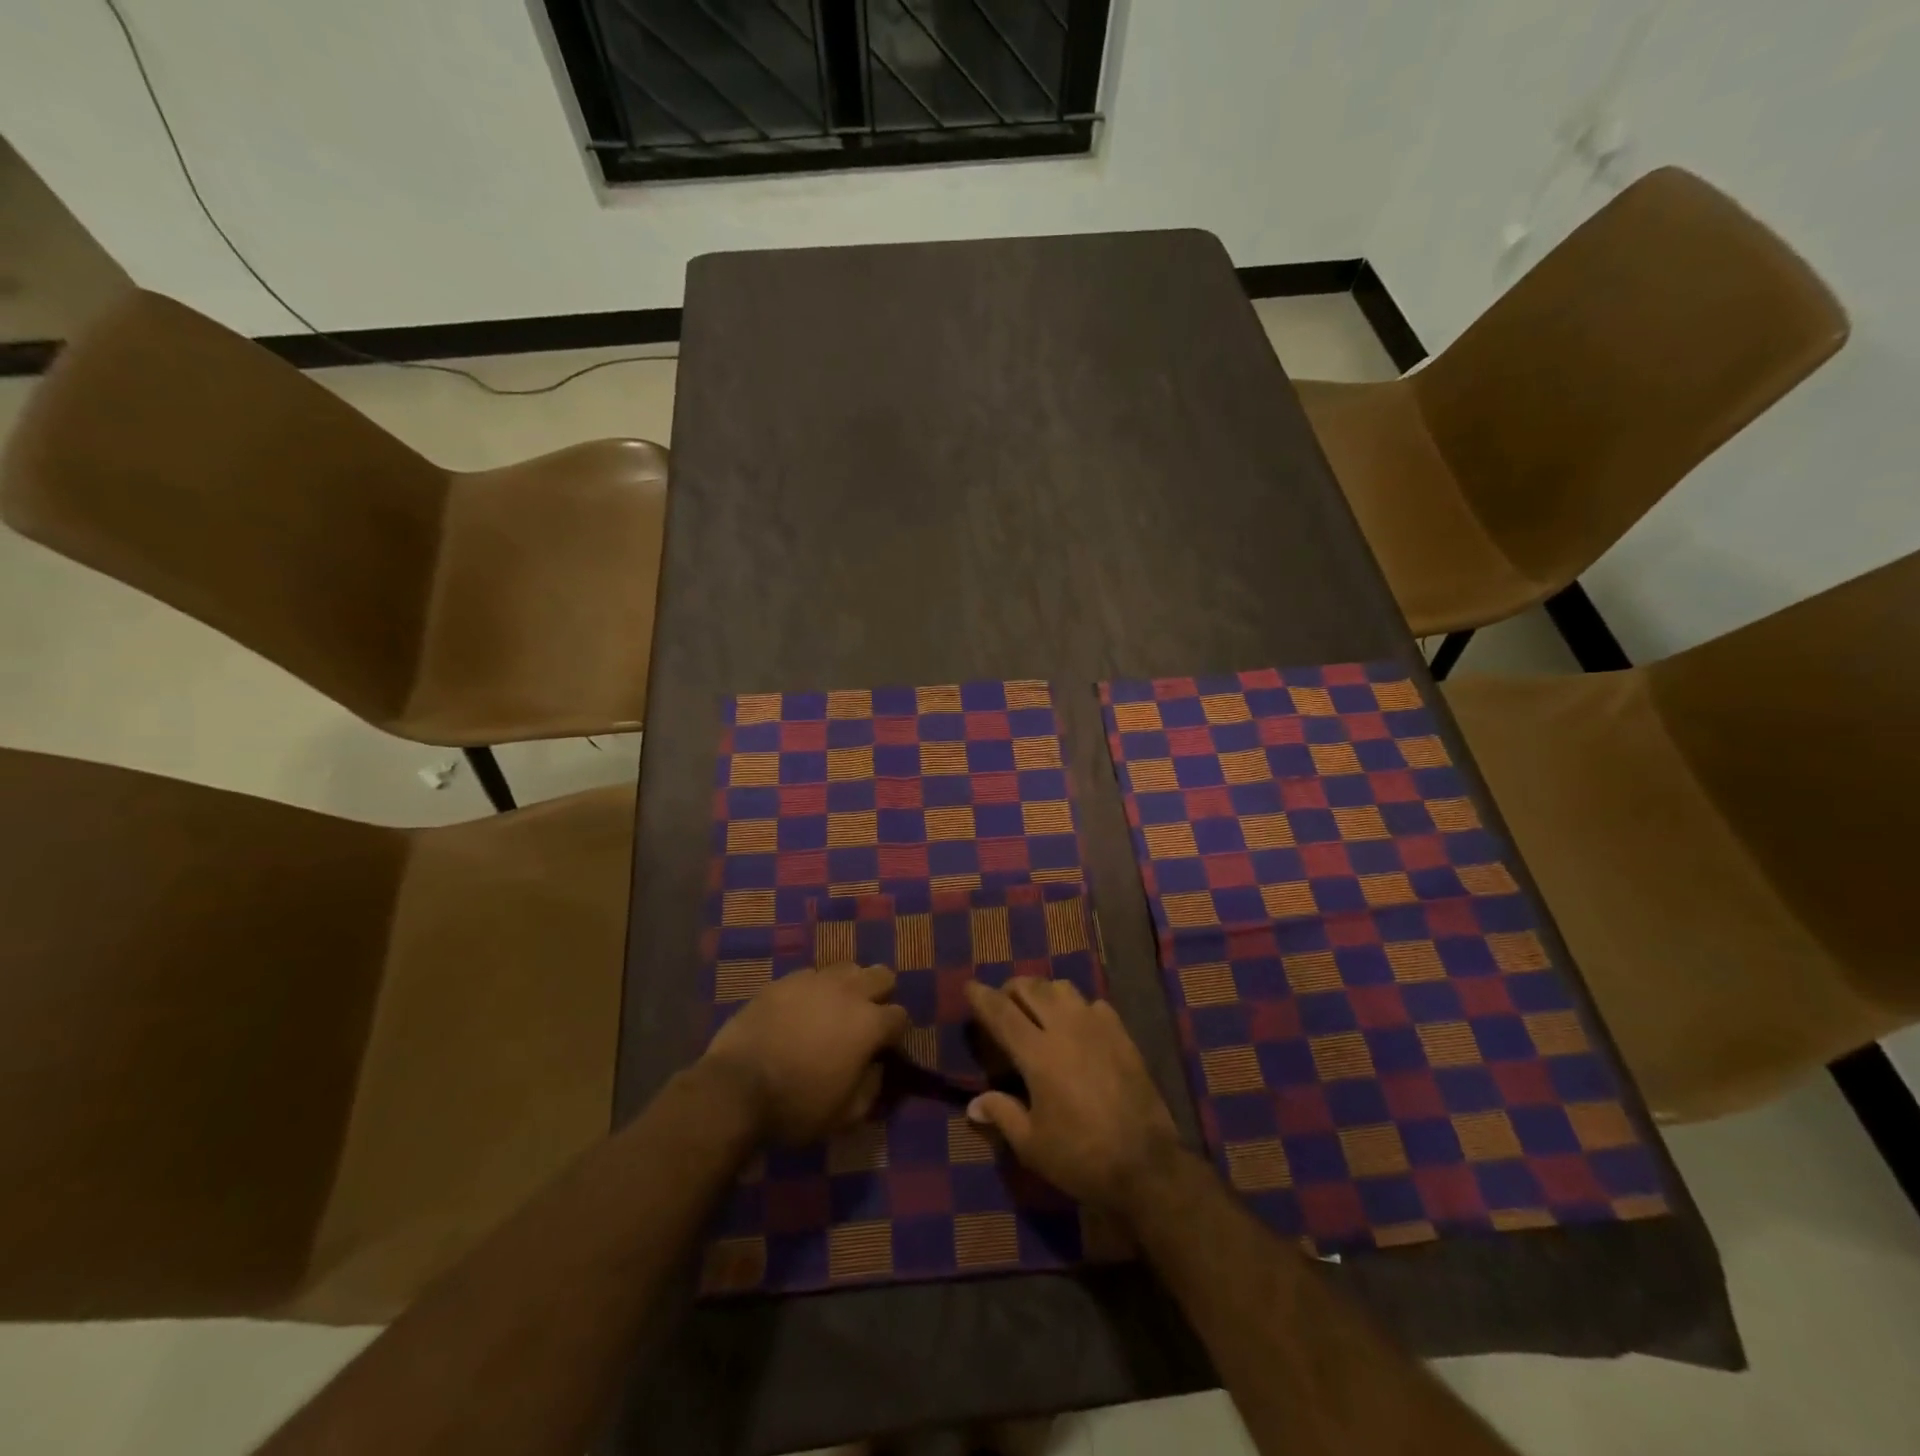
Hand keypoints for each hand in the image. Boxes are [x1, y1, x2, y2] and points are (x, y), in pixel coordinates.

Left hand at [704, 964, 909, 1143]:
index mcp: (868, 1024)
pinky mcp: (783, 980)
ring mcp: (814, 981)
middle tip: (863, 1021)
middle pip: (881, 975)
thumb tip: (876, 1068)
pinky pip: (810, 976)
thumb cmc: (795, 1106)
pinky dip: (813, 990)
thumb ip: (871, 1088)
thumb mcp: (844, 1115)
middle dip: (880, 995)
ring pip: (846, 968)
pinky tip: (799, 1011)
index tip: (883, 1050)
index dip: (895, 1034)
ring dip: (848, 986)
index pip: (900, 1016)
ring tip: (832, 1011)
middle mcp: (847, 992)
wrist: (735, 1087)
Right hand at [965, 978, 1179, 1211]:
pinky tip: (1077, 1026)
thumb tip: (974, 1104)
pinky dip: (1077, 1007)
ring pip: (1063, 988)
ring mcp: (1097, 1027)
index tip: (969, 985)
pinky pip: (1093, 1004)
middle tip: (1003, 1002)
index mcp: (1038, 1053)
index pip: (1002, 1012)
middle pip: (1032, 988)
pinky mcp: (1122, 1034)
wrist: (1146, 1164)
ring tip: (1038, 1009)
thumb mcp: (1032, 1145)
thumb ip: (1002, 1114)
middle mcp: (1065, 1028)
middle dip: (1012, 989)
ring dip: (1044, 992)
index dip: (982, 996)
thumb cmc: (1081, 1157)